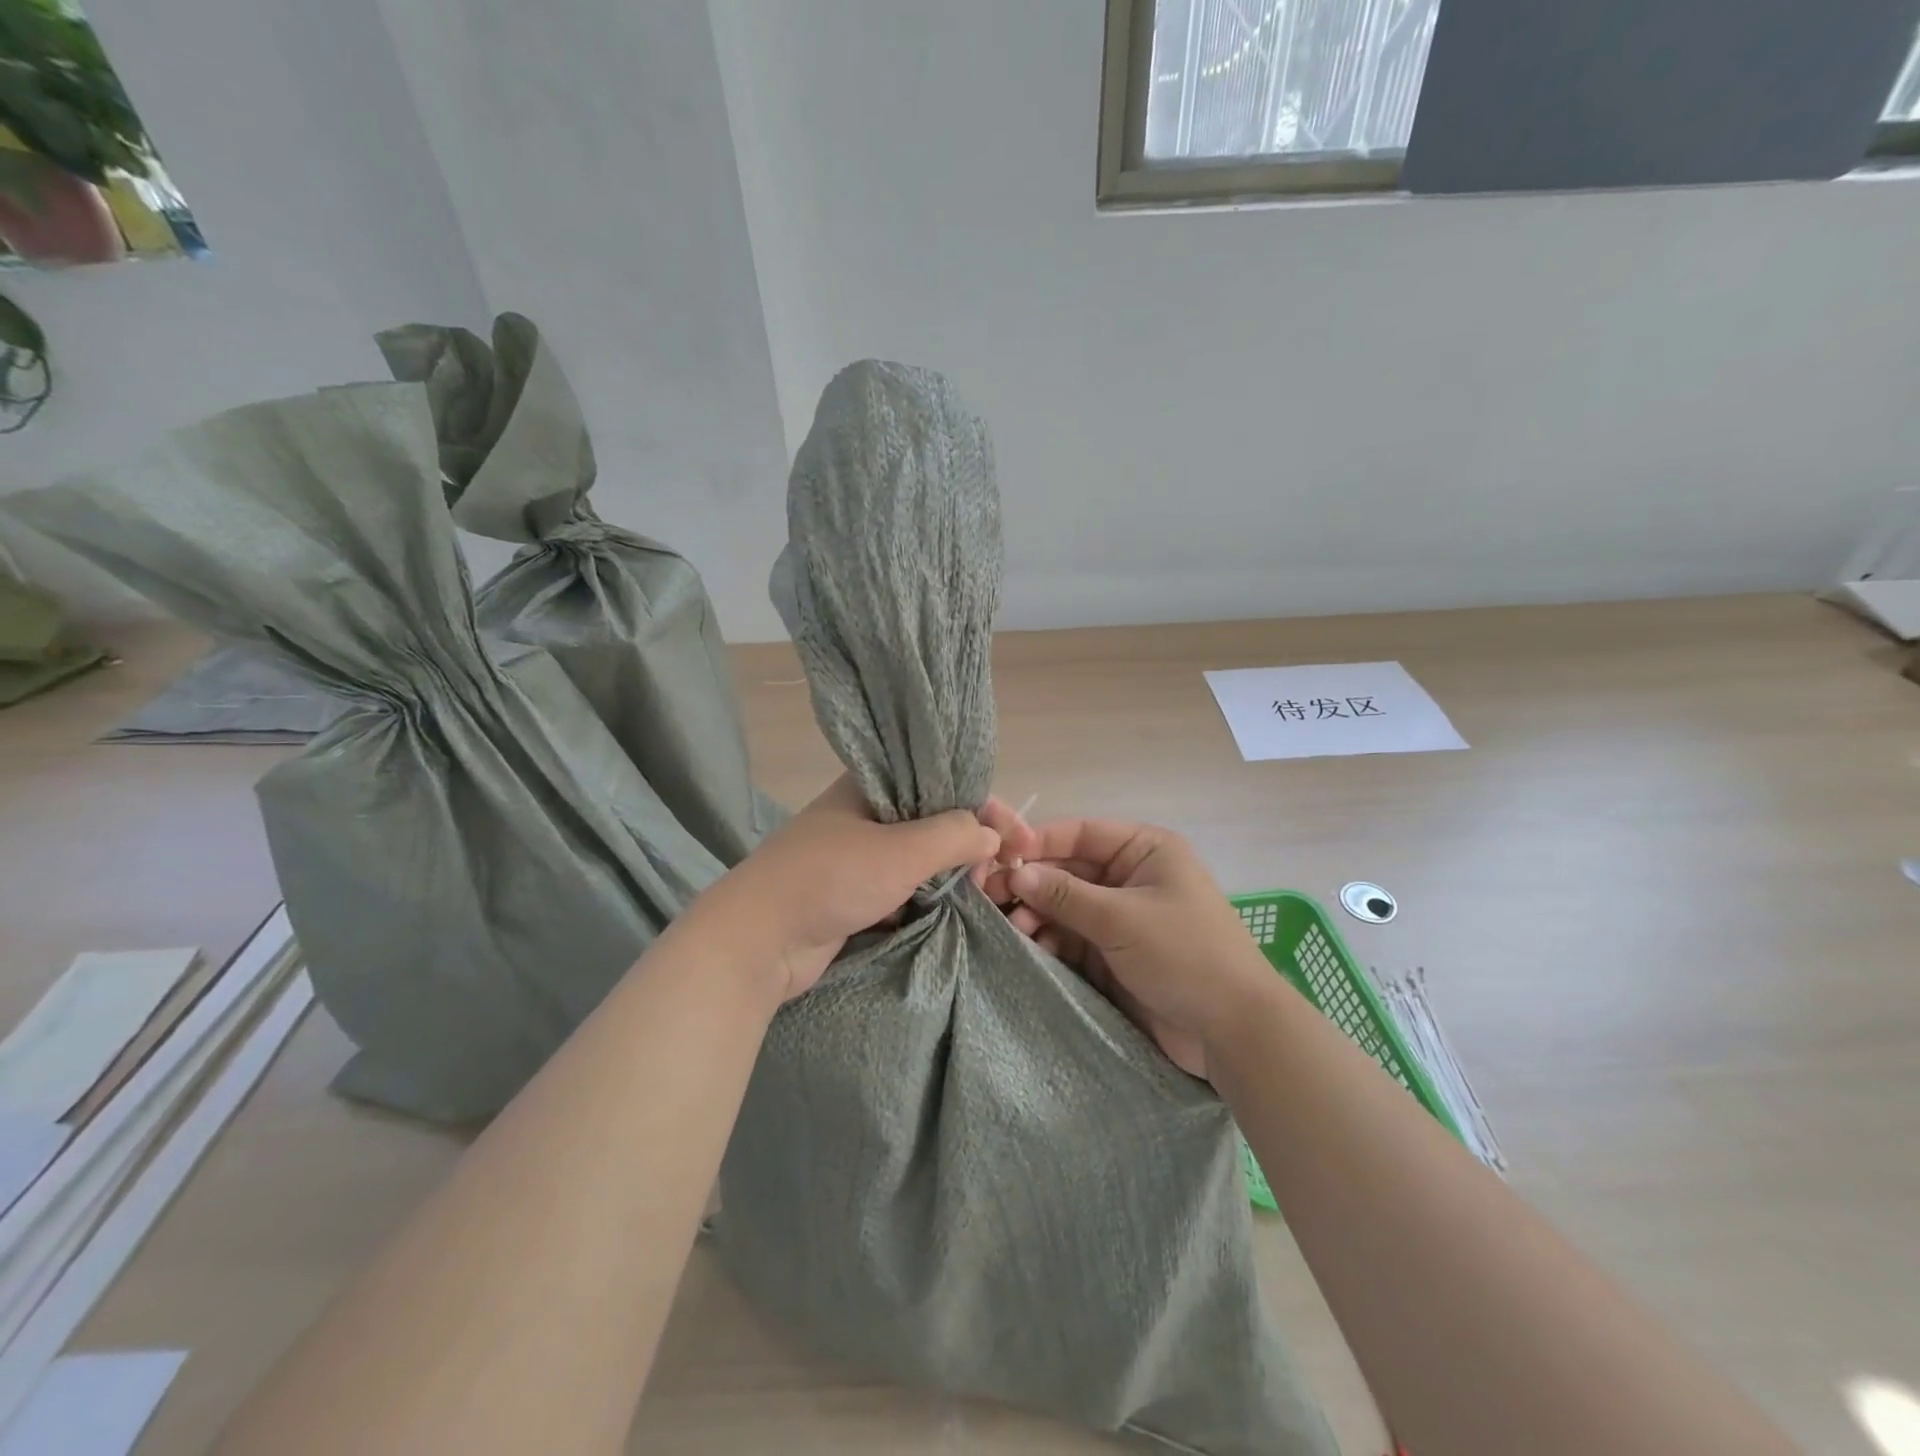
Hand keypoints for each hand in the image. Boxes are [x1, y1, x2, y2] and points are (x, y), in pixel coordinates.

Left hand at [699, 775, 1036, 1001]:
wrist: (756, 941)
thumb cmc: (830, 879)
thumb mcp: (900, 851)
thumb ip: (953, 836)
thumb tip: (991, 835)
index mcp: (871, 784)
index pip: (943, 782)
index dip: (986, 806)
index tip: (1020, 839)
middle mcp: (865, 812)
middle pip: (935, 818)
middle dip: (974, 841)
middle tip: (1004, 871)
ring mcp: (857, 854)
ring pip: (920, 855)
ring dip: (953, 871)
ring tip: (985, 891)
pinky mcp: (853, 892)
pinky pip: (904, 885)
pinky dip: (929, 894)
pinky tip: (955, 907)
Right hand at [1003, 820, 1272, 1079]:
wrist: (1232, 1031)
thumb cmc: (1184, 954)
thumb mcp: (1121, 918)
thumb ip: (1065, 894)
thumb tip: (1015, 872)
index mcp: (1144, 850)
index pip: (1081, 834)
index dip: (1039, 842)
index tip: (998, 857)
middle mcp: (1130, 877)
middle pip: (1068, 869)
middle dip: (1032, 882)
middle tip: (990, 897)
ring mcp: (1121, 917)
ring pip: (1065, 905)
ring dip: (1037, 914)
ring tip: (1013, 929)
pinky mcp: (1113, 954)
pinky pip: (1072, 937)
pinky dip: (1050, 939)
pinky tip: (1030, 946)